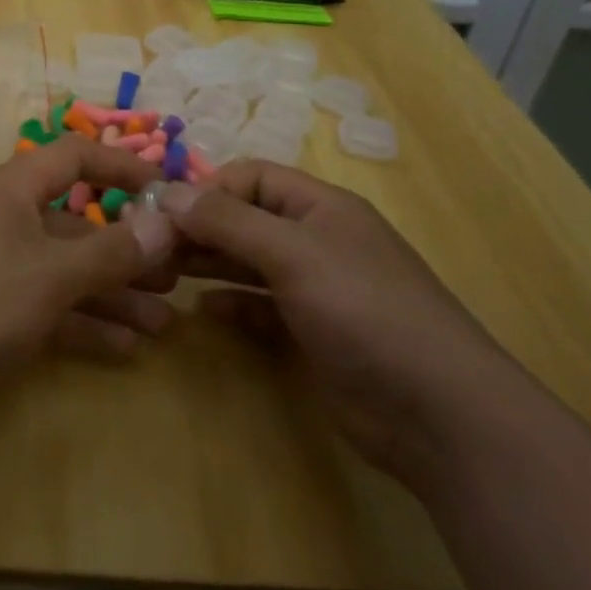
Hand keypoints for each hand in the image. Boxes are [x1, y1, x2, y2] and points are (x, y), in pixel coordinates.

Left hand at [0, 136, 178, 404]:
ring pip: (67, 270)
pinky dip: (83, 322)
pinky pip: (48, 306)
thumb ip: (111, 250)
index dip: (124, 168)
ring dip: (114, 294)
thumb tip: (167, 221)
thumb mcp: (51, 275)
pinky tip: (125, 349)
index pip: (77, 157)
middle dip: (128, 248)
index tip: (169, 194)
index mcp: (15, 189)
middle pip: (79, 222)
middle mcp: (7, 218)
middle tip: (177, 274)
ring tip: (165, 322)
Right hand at [160, 163, 515, 480]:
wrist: (437, 412)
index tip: (165, 214)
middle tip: (153, 248)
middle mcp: (317, 240)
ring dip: (211, 263)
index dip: (209, 189)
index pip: (253, 177)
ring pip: (250, 262)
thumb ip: (229, 221)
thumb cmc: (364, 311)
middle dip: (202, 228)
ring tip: (165, 273)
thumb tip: (168, 192)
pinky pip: (261, 307)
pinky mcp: (313, 333)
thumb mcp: (293, 254)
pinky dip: (233, 305)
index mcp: (321, 207)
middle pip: (247, 219)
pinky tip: (203, 312)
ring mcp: (316, 289)